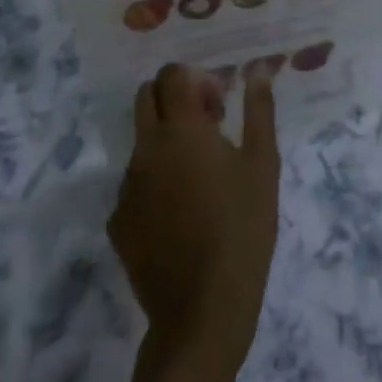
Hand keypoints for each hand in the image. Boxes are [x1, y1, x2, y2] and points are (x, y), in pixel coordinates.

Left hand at [108, 64, 279, 364]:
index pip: (172, 74)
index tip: (218, 107)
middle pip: (145, 96)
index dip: (195, 80)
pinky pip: (134, 183)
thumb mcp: (263, 162)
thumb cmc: (242, 227)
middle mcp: (147, 149)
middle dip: (172, 98)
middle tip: (205, 127)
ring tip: (198, 177)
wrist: (203, 312)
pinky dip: (155, 181)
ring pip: (141, 141)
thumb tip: (257, 69)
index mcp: (181, 129)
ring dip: (165, 141)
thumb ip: (258, 109)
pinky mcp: (118, 222)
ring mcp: (127, 187)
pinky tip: (181, 213)